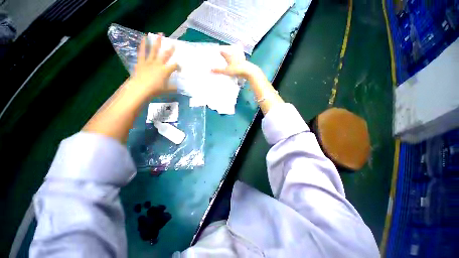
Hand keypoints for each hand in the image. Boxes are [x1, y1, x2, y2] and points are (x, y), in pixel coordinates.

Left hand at [128, 34, 177, 99]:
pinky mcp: (141, 62)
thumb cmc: (155, 90)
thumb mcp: (167, 90)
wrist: (140, 89)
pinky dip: (143, 45)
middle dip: (171, 49)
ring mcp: (149, 62)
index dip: (178, 66)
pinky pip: (142, 52)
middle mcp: (158, 64)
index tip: (180, 68)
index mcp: (166, 71)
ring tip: (159, 34)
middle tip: (173, 43)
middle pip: (166, 54)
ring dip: (157, 42)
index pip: (175, 66)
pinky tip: (143, 39)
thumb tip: (178, 88)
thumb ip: (173, 88)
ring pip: (154, 50)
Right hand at [211, 50, 259, 79]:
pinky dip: (241, 56)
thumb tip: (209, 70)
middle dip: (229, 49)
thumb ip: (218, 70)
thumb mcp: (226, 71)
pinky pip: (242, 57)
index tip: (219, 50)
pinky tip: (242, 57)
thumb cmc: (236, 70)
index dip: (221, 51)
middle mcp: (235, 54)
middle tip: (227, 48)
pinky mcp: (245, 61)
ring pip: (237, 52)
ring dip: (236, 51)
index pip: (224, 52)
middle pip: (231, 50)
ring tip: (235, 49)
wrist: (248, 71)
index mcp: (229, 56)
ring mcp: (241, 57)